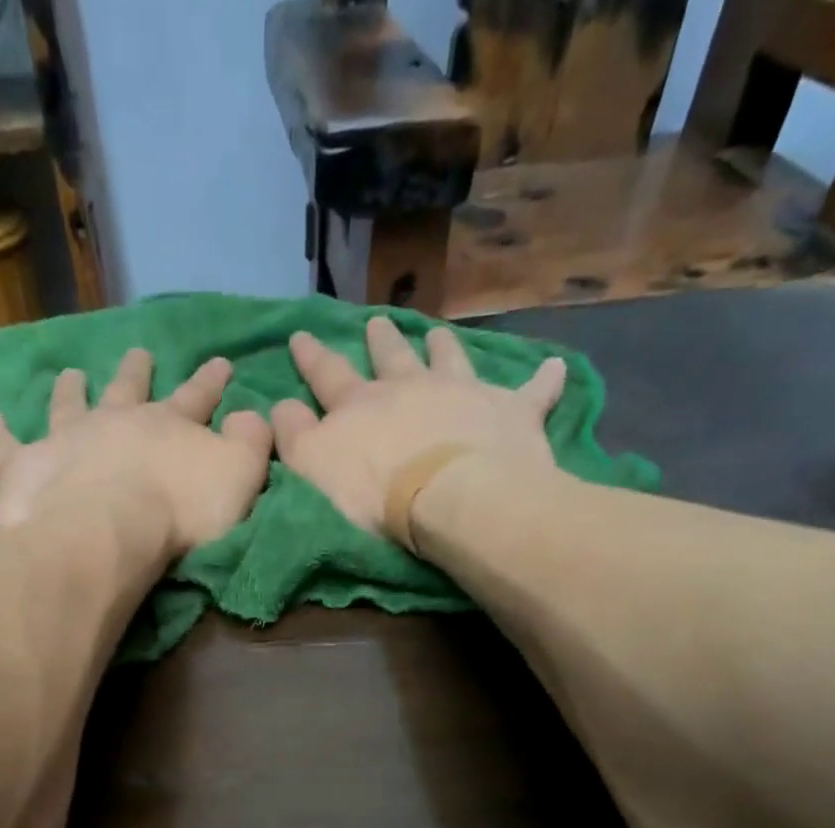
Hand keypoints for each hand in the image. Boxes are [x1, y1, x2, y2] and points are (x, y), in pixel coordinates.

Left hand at [0, 348, 272, 554]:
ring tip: (69, 373)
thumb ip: (251, 443)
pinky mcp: (26, 467)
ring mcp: (67, 440)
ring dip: (70, 390)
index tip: (221, 361)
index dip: (211, 381)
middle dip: (137, 372)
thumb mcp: (240, 476)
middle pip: (128, 389)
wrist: (111, 531)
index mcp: (167, 425)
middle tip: (138, 352)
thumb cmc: (180, 511)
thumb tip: (252, 416)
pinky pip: (3, 445)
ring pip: (68, 405)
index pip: (197, 396)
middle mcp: (115, 421)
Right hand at [272, 316, 568, 536]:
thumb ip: (292, 435)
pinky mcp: (512, 413)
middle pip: (391, 358)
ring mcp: (464, 394)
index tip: (301, 334)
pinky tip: (556, 367)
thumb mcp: (311, 467)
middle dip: (380, 342)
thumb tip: (278, 405)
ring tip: (439, 334)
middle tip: (377, 322)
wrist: (449, 498)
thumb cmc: (373, 493)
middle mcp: (411, 387)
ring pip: (451, 360)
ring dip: (443, 347)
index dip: (311, 356)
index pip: (327, 374)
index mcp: (360, 404)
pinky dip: (544, 380)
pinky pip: (534, 392)